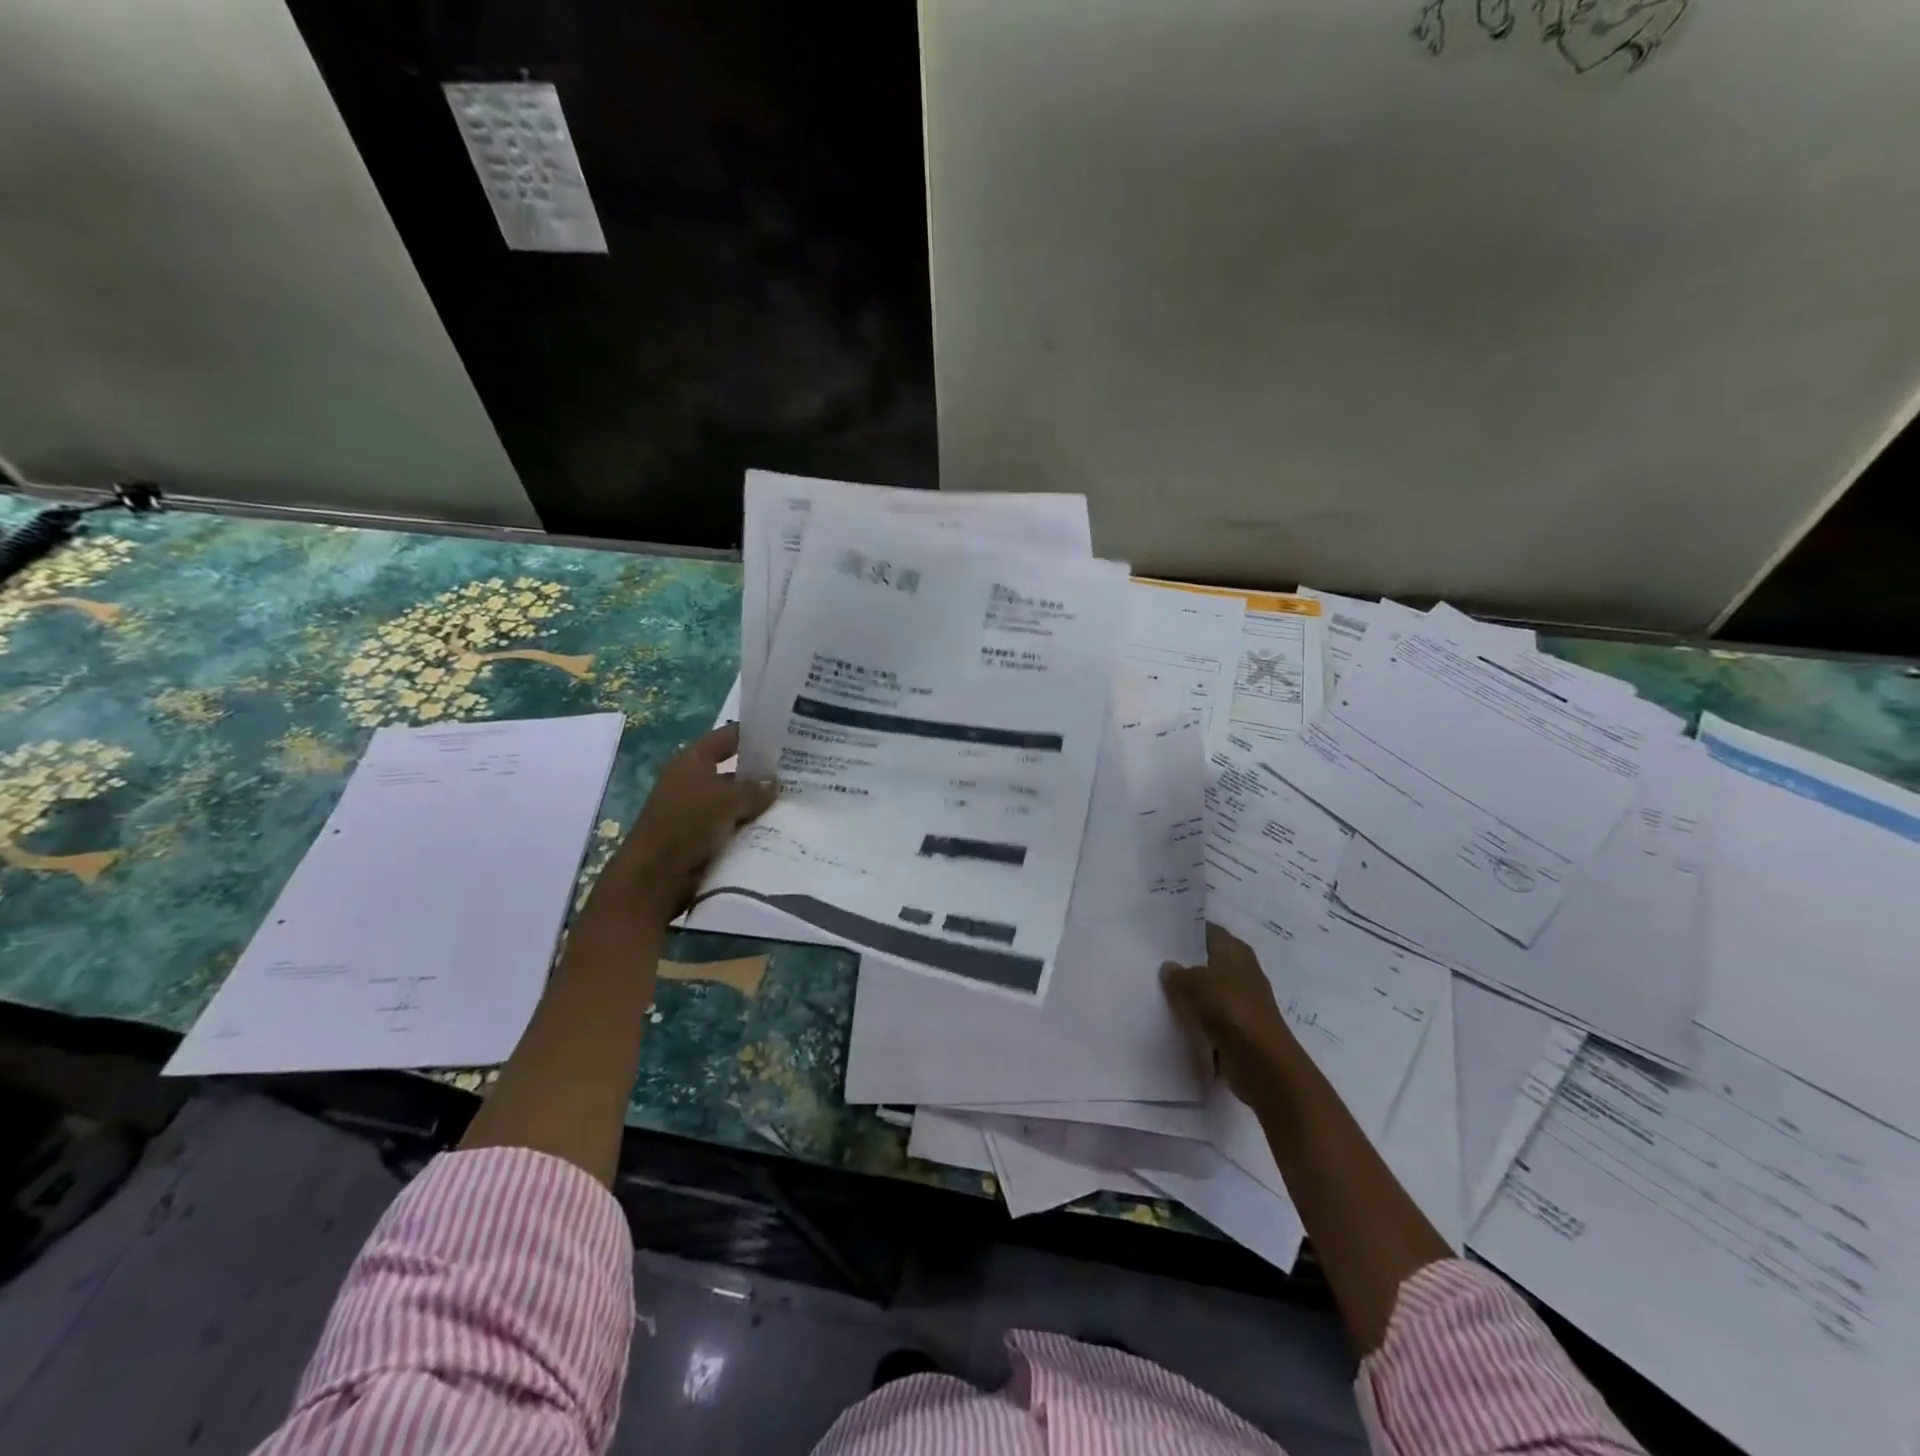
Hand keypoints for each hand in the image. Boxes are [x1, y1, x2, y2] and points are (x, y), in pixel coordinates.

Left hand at [588, 724, 777, 923]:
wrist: (657, 876)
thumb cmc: (687, 823)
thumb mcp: (727, 800)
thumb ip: (755, 790)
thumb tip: (775, 784)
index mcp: (692, 761)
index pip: (727, 737)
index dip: (753, 733)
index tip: (785, 735)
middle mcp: (694, 782)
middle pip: (735, 771)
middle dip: (763, 773)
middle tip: (800, 772)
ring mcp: (698, 811)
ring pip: (737, 801)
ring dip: (760, 804)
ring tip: (797, 801)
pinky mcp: (704, 838)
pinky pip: (735, 826)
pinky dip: (753, 826)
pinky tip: (781, 828)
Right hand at [1161, 923, 1297, 1102]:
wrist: (1261, 1062)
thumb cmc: (1228, 1008)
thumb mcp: (1192, 983)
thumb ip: (1176, 973)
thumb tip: (1169, 968)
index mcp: (1235, 950)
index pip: (1207, 931)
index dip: (1185, 932)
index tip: (1159, 936)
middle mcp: (1242, 971)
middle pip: (1207, 962)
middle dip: (1183, 965)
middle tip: (1151, 964)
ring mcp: (1242, 1001)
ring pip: (1207, 992)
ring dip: (1189, 996)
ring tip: (1156, 993)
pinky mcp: (1240, 1029)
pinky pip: (1211, 1018)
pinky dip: (1196, 1021)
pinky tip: (1173, 1021)